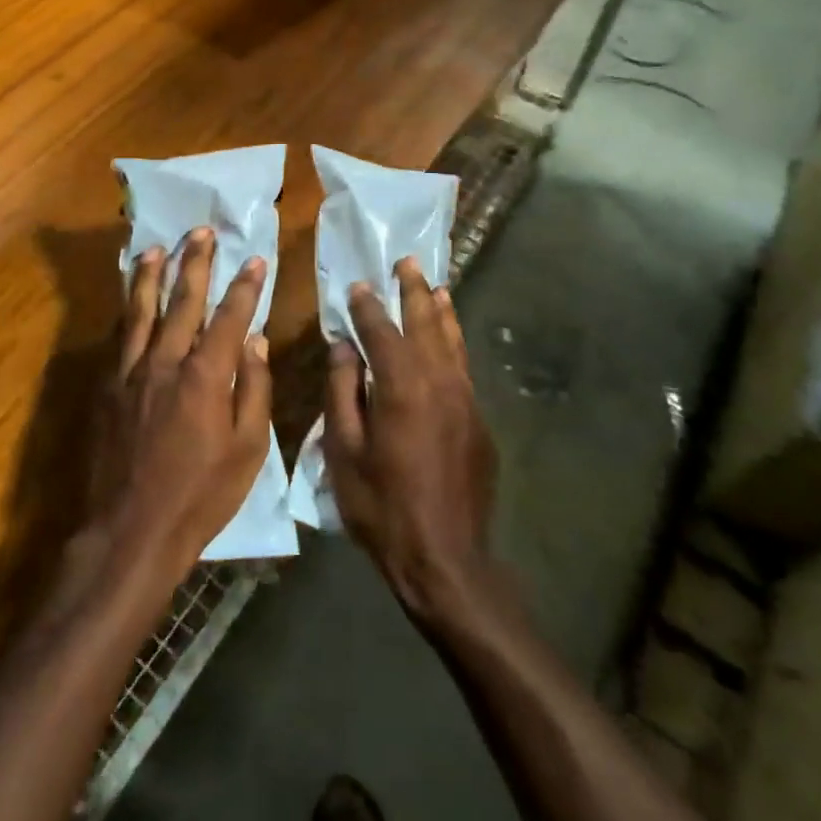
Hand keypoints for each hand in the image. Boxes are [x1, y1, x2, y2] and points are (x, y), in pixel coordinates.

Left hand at [91, 228, 272, 583]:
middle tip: (201, 231)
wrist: (129, 531)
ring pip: (140, 310)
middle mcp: (165, 361)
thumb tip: (255, 341)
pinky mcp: (106, 387)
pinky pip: (118, 336)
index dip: (245, 286)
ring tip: (156, 248)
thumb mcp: (248, 451)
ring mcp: (130, 372)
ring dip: (150, 275)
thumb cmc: (200, 496)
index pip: (230, 317)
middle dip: (195, 263)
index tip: (255, 258)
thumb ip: (253, 390)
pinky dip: (126, 311)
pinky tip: (129, 299)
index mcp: (205, 376)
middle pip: (182, 301)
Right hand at [323, 258, 496, 624]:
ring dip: (440, 310)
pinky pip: (464, 367)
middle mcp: (438, 382)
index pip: (381, 331)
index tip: (358, 285)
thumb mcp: (344, 452)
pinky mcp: (479, 420)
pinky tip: (449, 337)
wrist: (445, 558)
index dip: (367, 306)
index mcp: (401, 387)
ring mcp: (465, 400)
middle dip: (412, 291)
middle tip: (406, 263)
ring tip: (434, 286)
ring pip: (452, 341)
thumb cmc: (382, 506)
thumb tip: (344, 348)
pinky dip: (454, 342)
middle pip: (424, 323)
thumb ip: (342, 393)